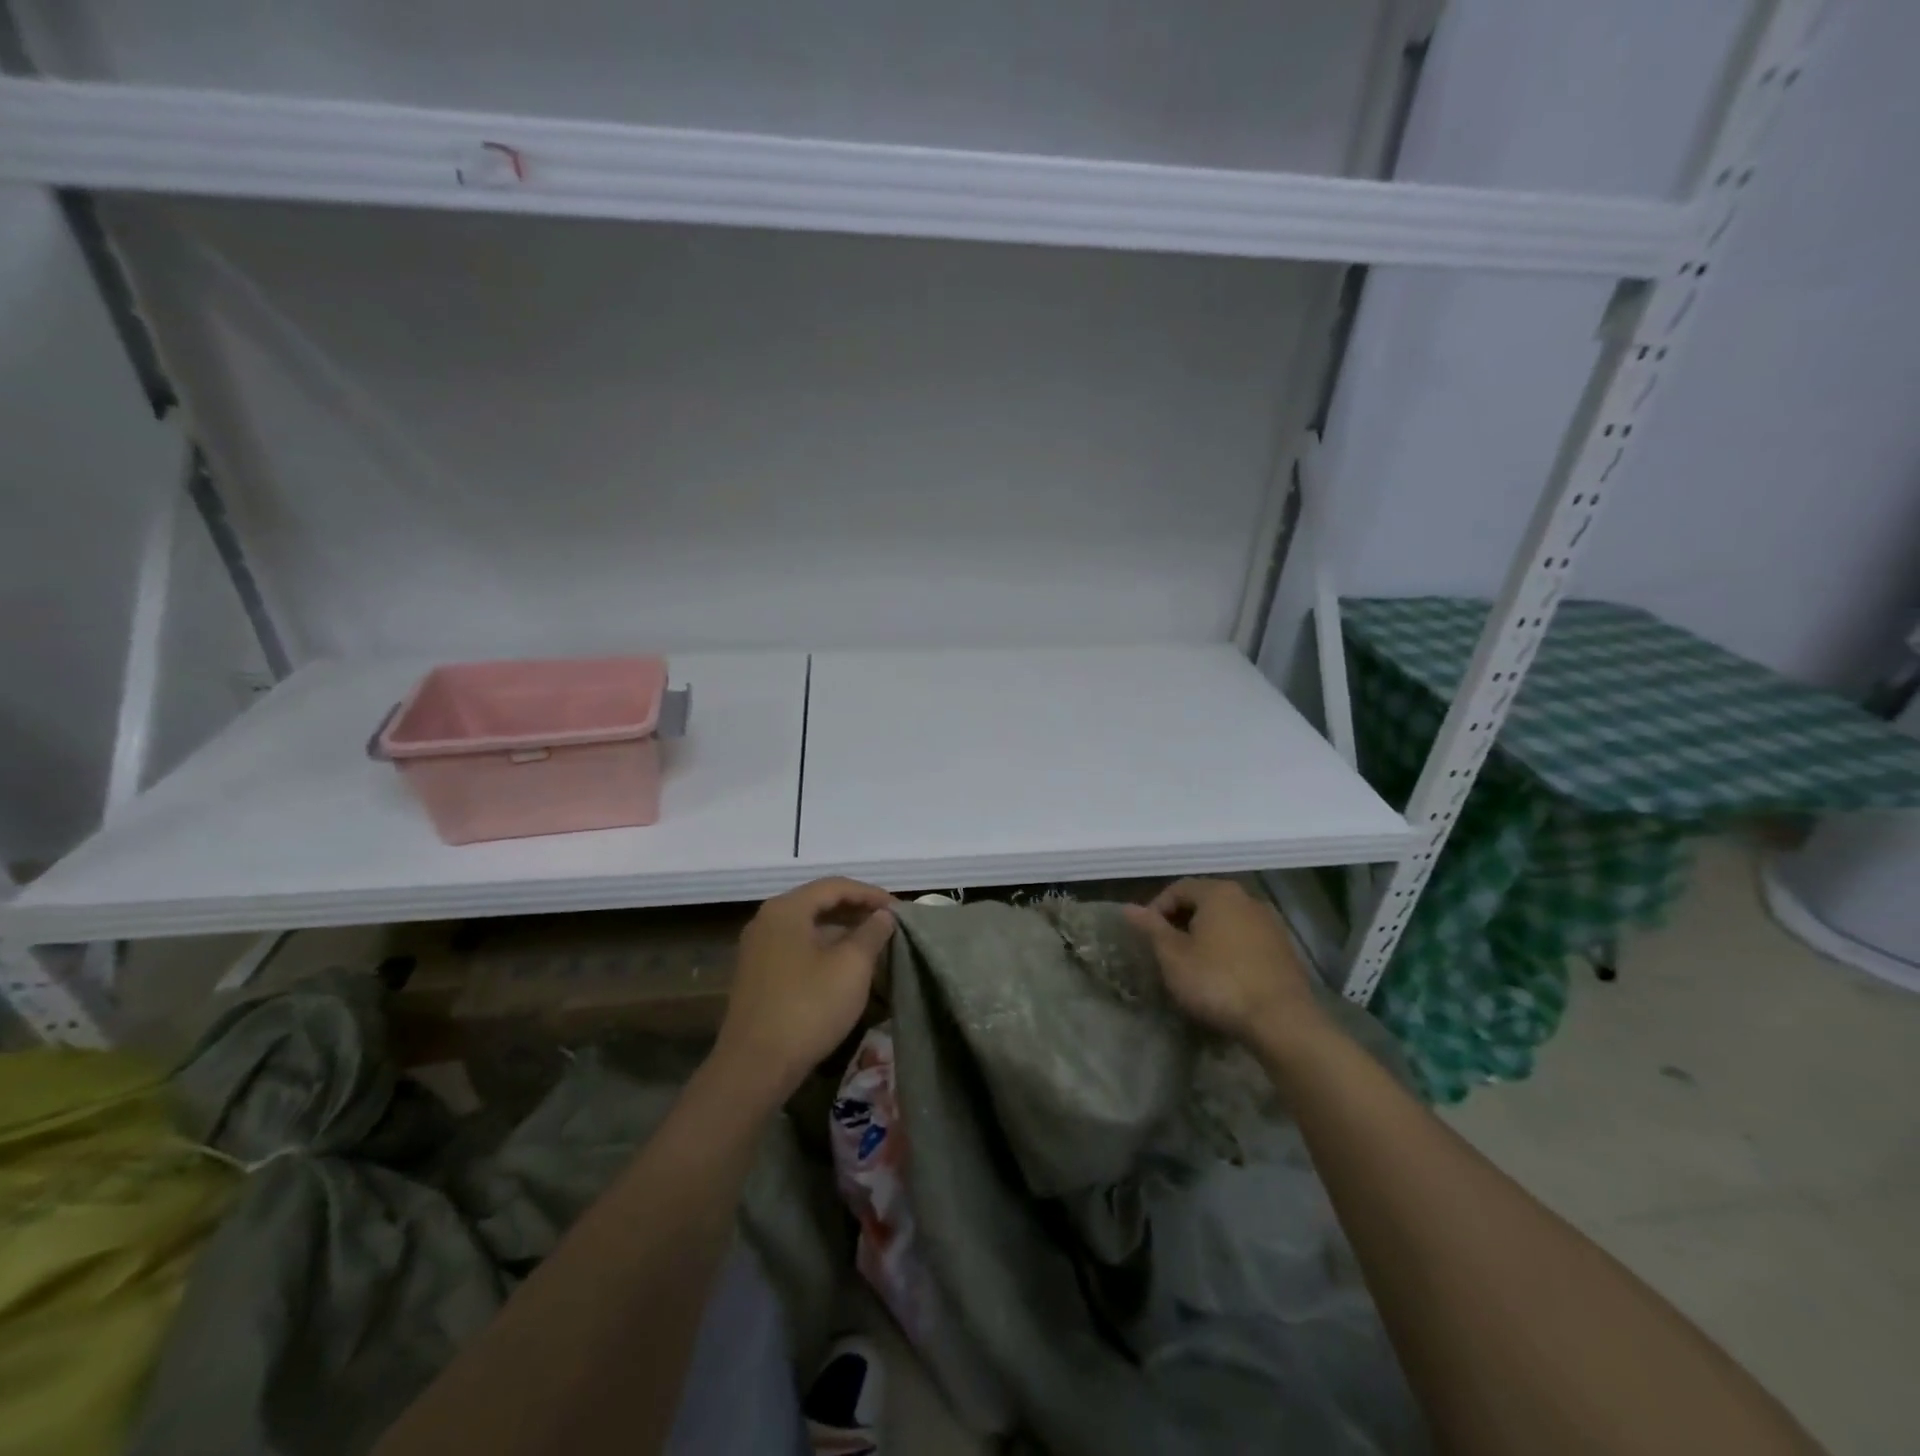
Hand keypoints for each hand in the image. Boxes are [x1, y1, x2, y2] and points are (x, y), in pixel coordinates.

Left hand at [714, 877, 896, 1104]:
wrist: (755, 1066)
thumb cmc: (808, 1007)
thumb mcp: (851, 966)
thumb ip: (871, 933)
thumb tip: (883, 915)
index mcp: (786, 909)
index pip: (835, 886)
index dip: (870, 894)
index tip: (899, 908)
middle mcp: (766, 920)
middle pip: (818, 903)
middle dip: (856, 910)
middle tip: (888, 923)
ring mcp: (757, 949)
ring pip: (807, 927)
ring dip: (841, 930)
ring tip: (872, 943)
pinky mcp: (756, 975)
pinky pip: (796, 947)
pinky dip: (823, 948)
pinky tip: (844, 966)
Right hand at [1123, 878, 1328, 1052]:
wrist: (1281, 1021)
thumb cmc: (1218, 982)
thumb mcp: (1173, 956)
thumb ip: (1151, 928)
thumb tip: (1128, 908)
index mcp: (1218, 893)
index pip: (1178, 888)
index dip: (1157, 910)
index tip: (1147, 937)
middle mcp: (1247, 898)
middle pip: (1205, 902)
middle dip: (1182, 922)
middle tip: (1167, 951)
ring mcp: (1271, 923)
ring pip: (1227, 921)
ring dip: (1207, 936)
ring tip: (1193, 964)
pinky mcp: (1285, 949)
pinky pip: (1247, 939)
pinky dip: (1230, 949)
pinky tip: (1223, 976)